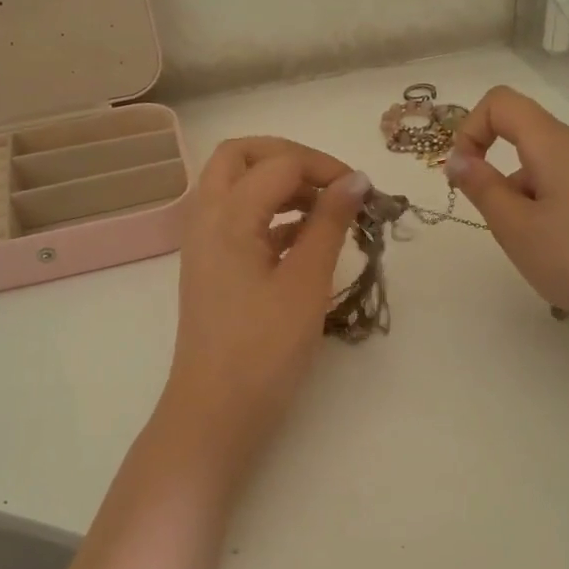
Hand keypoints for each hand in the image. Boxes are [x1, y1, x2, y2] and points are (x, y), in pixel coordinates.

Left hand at [162, 137, 368, 476]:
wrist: (215, 412)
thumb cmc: (264, 350)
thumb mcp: (306, 283)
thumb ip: (330, 224)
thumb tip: (356, 180)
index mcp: (227, 216)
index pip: (279, 164)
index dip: (325, 167)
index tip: (364, 192)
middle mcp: (206, 219)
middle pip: (240, 157)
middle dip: (288, 157)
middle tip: (330, 181)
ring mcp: (204, 244)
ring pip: (235, 187)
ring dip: (278, 184)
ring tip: (326, 209)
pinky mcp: (212, 268)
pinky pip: (237, 219)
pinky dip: (270, 214)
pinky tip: (306, 238)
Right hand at [442, 86, 568, 354]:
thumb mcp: (515, 228)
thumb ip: (482, 187)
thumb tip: (458, 158)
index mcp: (555, 144)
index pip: (502, 102)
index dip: (470, 128)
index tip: (464, 175)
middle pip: (525, 138)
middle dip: (498, 177)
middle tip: (503, 229)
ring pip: (547, 171)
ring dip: (524, 202)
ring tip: (538, 253)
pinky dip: (550, 213)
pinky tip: (566, 258)